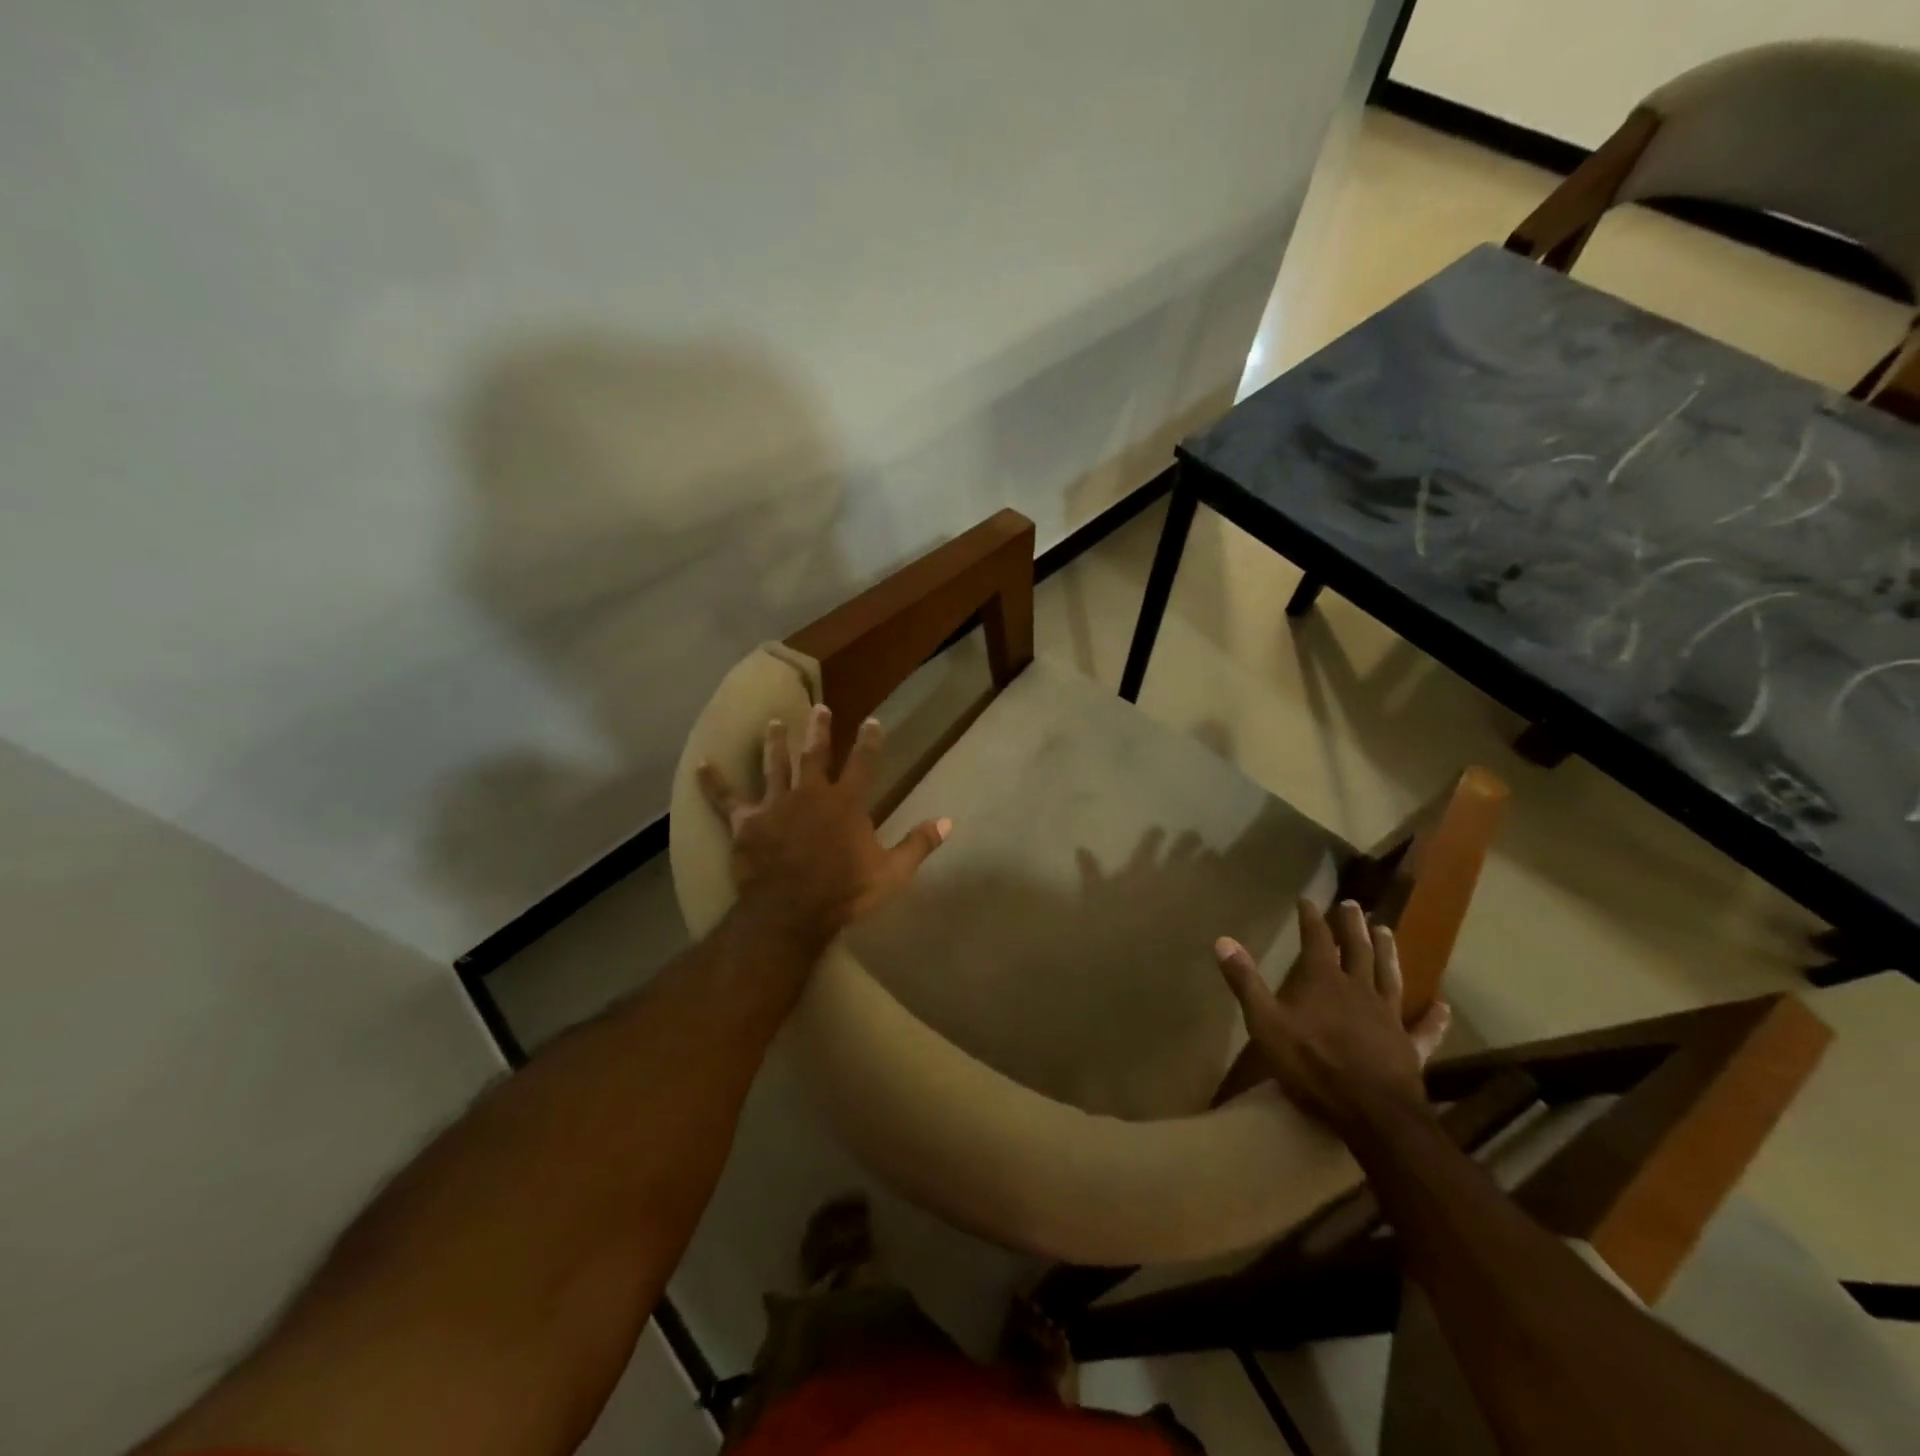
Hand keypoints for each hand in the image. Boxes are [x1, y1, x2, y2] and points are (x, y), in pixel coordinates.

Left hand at [697, 704, 949, 955]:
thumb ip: (919, 844)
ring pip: (774, 765)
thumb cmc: (844, 892)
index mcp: (846, 803)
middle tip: (818, 708)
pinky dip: (713, 781)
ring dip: (774, 743)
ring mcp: (776, 804)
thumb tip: (949, 822)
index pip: (863, 763)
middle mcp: (811, 793)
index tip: (871, 720)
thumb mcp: (891, 872)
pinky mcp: (747, 822)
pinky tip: (702, 764)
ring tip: (772, 722)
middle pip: (815, 754)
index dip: (869, 740)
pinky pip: (726, 798)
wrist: (791, 912)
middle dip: (818, 729)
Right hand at [1215, 899, 1450, 1140]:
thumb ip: (1245, 981)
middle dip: (1353, 926)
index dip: (1311, 918)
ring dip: (1387, 952)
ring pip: (1389, 976)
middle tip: (1354, 905)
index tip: (1307, 900)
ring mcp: (1388, 1016)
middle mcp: (1358, 989)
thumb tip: (1223, 940)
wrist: (1369, 1110)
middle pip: (1357, 950)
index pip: (1316, 939)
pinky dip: (1433, 1017)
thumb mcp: (1265, 1022)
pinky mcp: (1409, 1047)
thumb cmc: (1311, 1063)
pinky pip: (1423, 1029)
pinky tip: (1442, 1007)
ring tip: (1387, 931)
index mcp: (1323, 981)